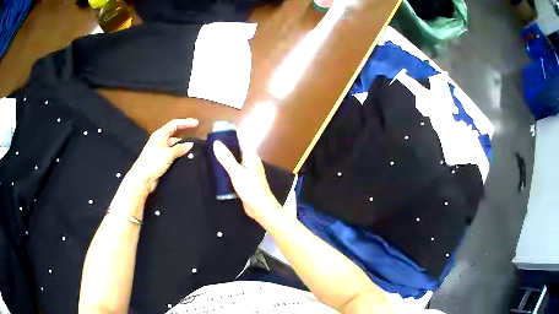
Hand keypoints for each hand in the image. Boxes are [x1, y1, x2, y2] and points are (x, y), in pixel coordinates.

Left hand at [127, 118, 198, 193]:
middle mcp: (160, 140)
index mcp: (160, 134)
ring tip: (195, 151)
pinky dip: (179, 155)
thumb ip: (180, 148)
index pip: (174, 124)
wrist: (142, 179)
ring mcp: (160, 150)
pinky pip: (173, 154)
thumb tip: (191, 144)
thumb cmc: (153, 162)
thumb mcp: (168, 154)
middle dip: (185, 136)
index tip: (197, 123)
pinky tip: (187, 158)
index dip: (186, 122)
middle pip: (175, 135)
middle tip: (197, 138)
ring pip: (174, 146)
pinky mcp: (161, 160)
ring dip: (183, 148)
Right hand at [213, 140, 281, 222]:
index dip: (231, 133)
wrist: (261, 209)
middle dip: (225, 145)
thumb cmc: (251, 189)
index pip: (241, 139)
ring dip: (225, 157)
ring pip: (235, 160)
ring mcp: (248, 172)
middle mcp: (250, 161)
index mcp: (251, 156)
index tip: (218, 129)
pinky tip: (216, 169)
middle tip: (209, 142)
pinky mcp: (244, 181)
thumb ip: (227, 158)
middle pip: (237, 149)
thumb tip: (216, 142)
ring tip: (210, 153)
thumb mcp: (237, 173)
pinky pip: (234, 171)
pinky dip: (226, 168)